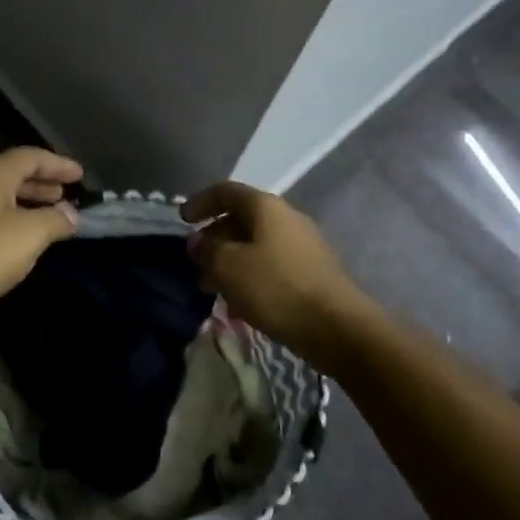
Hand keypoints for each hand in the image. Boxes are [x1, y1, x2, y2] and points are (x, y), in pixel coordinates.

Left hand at [0, 148, 82, 332]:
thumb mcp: (29, 234)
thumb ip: (55, 220)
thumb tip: (70, 214)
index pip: (29, 157)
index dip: (57, 163)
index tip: (80, 174)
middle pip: (12, 176)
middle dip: (41, 184)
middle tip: (66, 194)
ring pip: (0, 201)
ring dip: (27, 206)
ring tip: (51, 219)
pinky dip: (12, 225)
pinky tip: (23, 245)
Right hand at [182, 181, 368, 369]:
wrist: (338, 328)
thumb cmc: (276, 288)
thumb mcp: (228, 267)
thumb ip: (207, 250)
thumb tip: (199, 242)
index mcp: (266, 207)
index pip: (226, 191)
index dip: (201, 202)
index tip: (182, 220)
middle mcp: (286, 218)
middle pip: (242, 218)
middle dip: (214, 237)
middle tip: (196, 262)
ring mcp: (303, 245)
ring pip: (256, 244)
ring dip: (231, 260)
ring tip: (213, 287)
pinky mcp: (312, 272)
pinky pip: (271, 265)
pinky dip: (250, 275)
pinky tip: (240, 302)